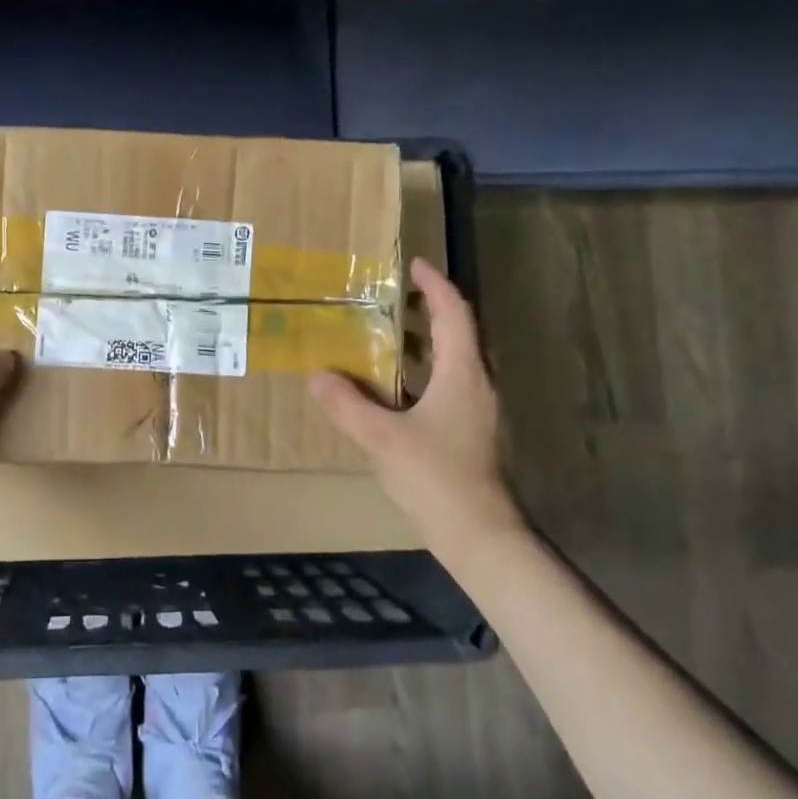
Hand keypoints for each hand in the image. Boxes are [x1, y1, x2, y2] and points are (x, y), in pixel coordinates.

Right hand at [310, 257, 524, 557]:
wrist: (479, 534)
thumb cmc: (435, 477)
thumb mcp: (380, 438)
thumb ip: (346, 404)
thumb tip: (318, 375)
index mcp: (463, 374)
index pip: (454, 313)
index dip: (435, 285)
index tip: (414, 264)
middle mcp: (479, 384)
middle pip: (461, 333)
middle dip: (431, 310)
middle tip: (396, 299)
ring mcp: (480, 411)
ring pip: (457, 361)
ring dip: (429, 343)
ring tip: (391, 338)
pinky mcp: (474, 433)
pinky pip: (451, 386)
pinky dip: (426, 373)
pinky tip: (398, 391)